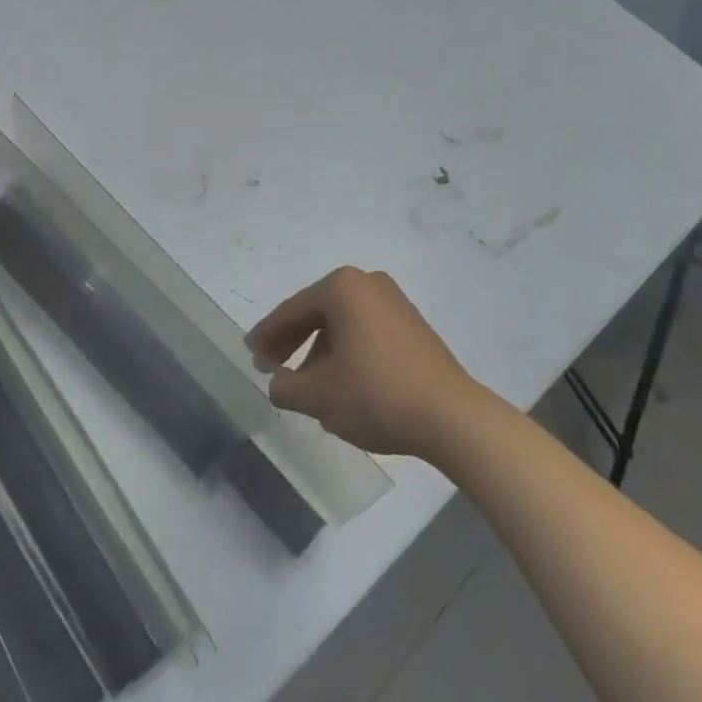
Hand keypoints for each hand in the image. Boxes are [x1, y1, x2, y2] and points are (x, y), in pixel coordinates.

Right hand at [246, 268, 478, 458]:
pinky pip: (365, 333)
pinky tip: (341, 383)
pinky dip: (346, 353)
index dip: (267, 335)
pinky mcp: (413, 326)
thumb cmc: (376, 394)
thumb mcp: (319, 396)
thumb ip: (286, 387)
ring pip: (342, 325)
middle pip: (317, 313)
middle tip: (270, 367)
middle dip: (292, 341)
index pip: (292, 311)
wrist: (452, 417)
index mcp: (342, 287)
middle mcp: (368, 283)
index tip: (250, 353)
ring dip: (319, 351)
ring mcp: (394, 303)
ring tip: (306, 385)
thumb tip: (277, 383)